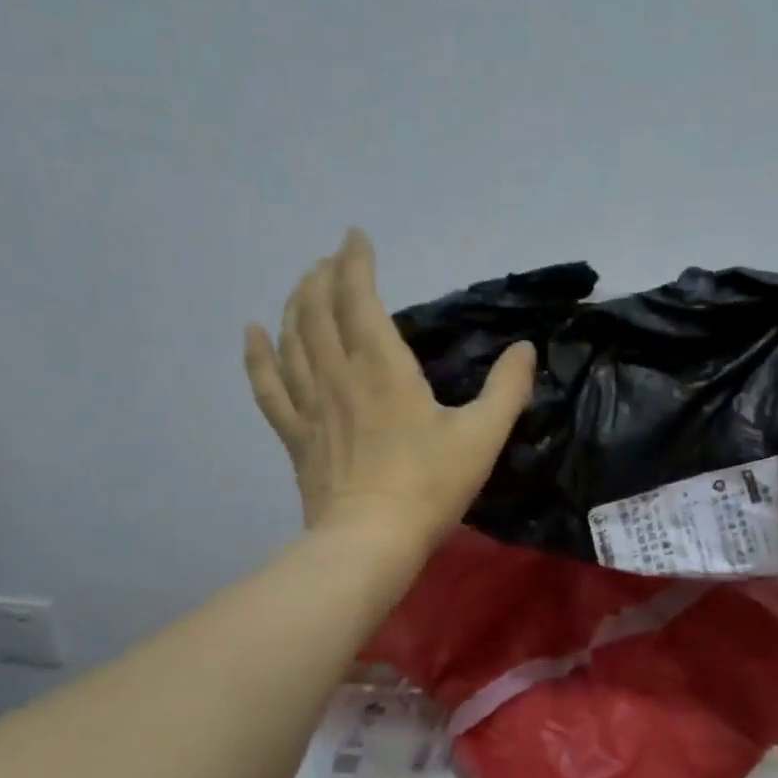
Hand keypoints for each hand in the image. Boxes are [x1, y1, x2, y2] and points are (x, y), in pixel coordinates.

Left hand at [245, 229, 534, 541]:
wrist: (372, 540)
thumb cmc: (429, 486)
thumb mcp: (482, 436)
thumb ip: (507, 389)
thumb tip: (525, 349)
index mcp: (383, 366)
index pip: (360, 297)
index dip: (355, 262)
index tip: (357, 237)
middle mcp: (339, 373)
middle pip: (318, 309)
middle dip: (323, 275)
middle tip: (332, 259)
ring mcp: (311, 403)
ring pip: (292, 338)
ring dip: (295, 303)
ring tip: (303, 284)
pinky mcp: (296, 433)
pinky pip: (267, 386)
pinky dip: (257, 356)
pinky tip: (252, 333)